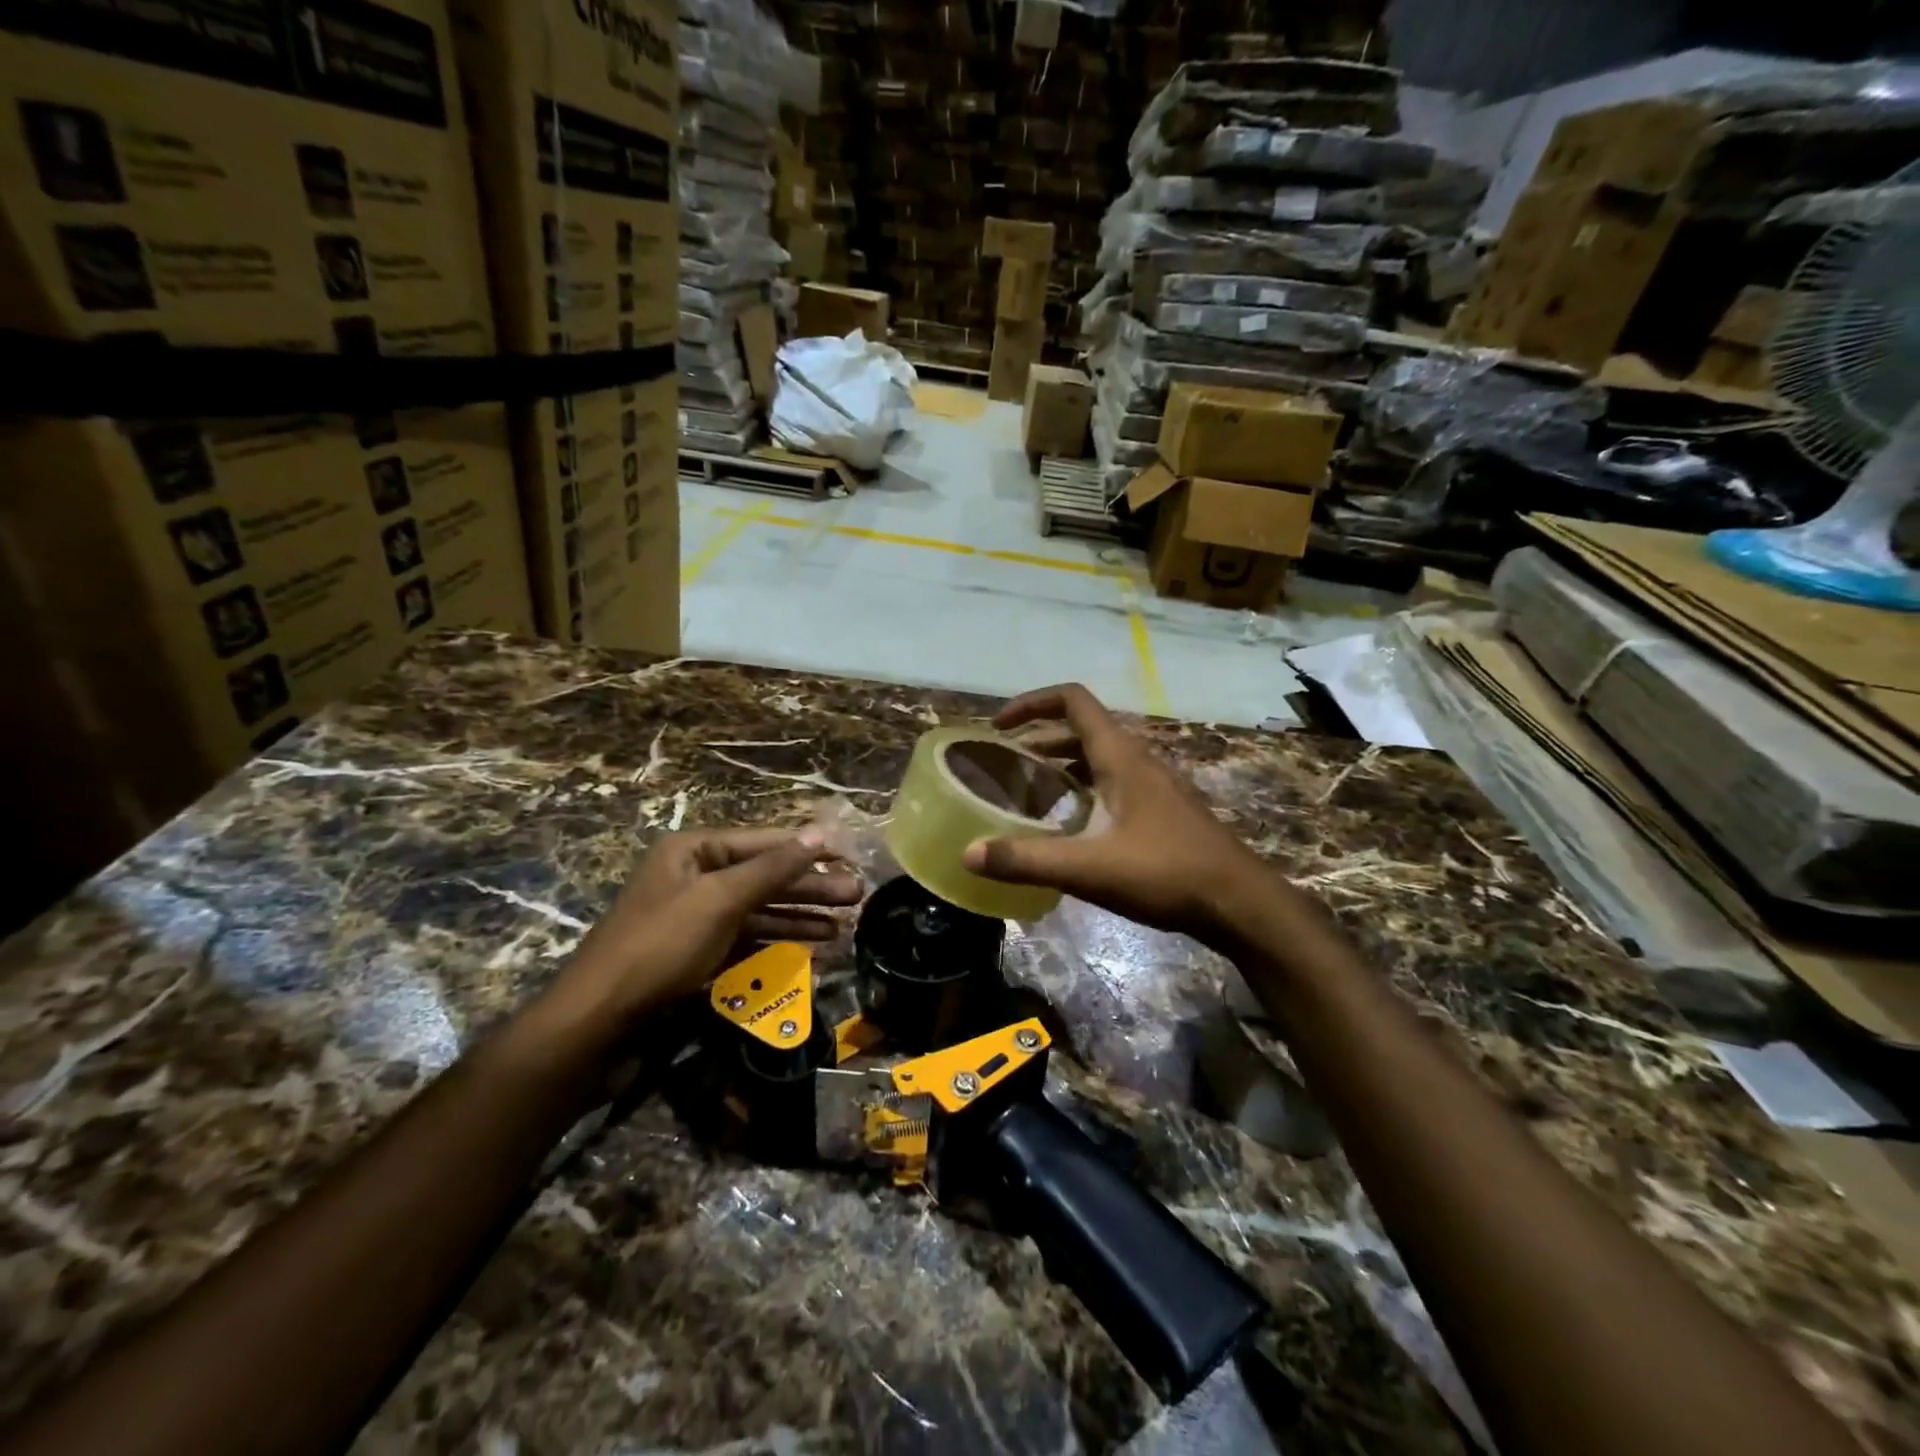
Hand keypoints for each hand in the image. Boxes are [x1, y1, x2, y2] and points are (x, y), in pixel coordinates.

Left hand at [552, 827, 860, 1033]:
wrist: (596, 1024)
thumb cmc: (659, 947)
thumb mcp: (720, 900)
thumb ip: (773, 868)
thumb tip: (821, 834)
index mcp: (694, 851)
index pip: (765, 841)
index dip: (809, 849)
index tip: (851, 856)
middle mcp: (695, 877)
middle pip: (765, 877)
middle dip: (810, 887)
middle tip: (857, 896)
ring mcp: (695, 918)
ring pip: (759, 911)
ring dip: (799, 918)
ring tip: (842, 928)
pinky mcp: (696, 955)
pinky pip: (746, 941)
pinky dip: (776, 945)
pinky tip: (810, 953)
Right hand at [961, 684, 1266, 942]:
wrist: (1240, 903)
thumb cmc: (1167, 873)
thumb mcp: (1090, 868)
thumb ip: (1027, 860)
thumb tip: (969, 853)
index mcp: (1120, 756)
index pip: (1073, 700)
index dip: (1032, 702)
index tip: (999, 726)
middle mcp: (1138, 760)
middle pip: (1082, 728)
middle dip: (1040, 738)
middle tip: (1006, 765)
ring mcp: (1155, 785)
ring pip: (1099, 758)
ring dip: (1063, 764)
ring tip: (1030, 791)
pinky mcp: (1163, 810)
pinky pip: (1114, 783)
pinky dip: (1084, 789)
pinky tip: (1072, 826)